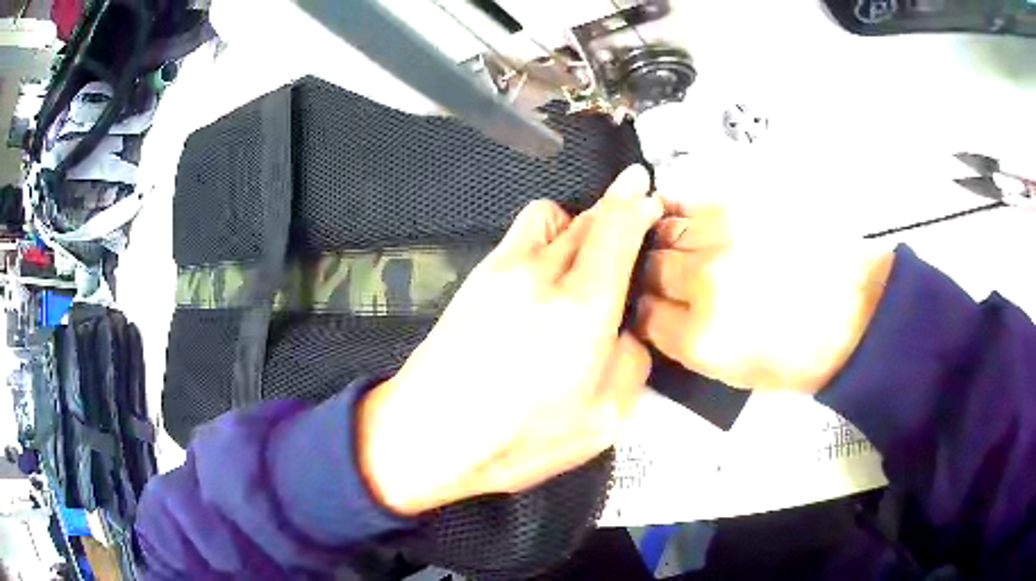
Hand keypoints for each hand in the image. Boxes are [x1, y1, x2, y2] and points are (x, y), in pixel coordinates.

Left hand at [358, 166, 662, 514]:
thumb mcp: (601, 422)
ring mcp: (503, 269)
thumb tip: (628, 333)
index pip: (617, 229)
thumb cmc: (514, 440)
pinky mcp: (478, 277)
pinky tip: (550, 266)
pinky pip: (522, 233)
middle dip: (617, 209)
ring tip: (591, 250)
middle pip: (589, 217)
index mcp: (582, 309)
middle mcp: (542, 275)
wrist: (430, 435)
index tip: (648, 196)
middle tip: (632, 218)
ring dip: (580, 221)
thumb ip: (630, 364)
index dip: (637, 205)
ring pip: (553, 216)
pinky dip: (547, 235)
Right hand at [634, 201, 894, 393]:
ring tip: (679, 245)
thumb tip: (658, 312)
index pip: (644, 314)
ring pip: (664, 229)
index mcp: (703, 338)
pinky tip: (683, 215)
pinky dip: (678, 207)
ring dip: (663, 239)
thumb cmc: (801, 355)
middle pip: (650, 268)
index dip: (644, 310)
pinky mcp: (744, 202)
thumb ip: (687, 343)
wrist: (857, 311)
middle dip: (652, 275)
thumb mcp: (737, 373)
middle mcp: (706, 281)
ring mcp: (726, 236)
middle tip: (668, 277)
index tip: (653, 306)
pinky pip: (690, 198)